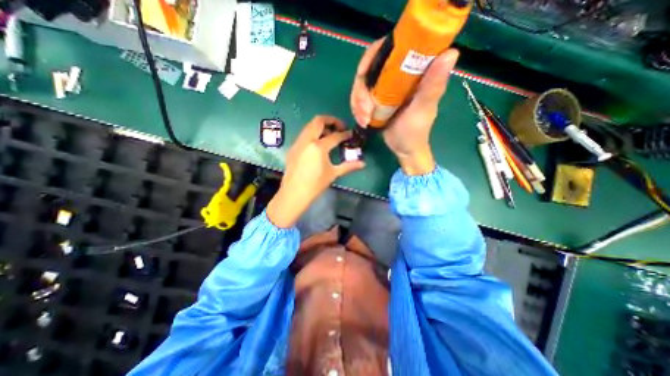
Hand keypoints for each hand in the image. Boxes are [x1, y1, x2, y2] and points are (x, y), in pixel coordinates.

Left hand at [266, 116, 363, 229]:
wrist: (294, 193)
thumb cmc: (315, 185)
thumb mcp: (333, 174)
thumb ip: (348, 166)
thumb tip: (363, 164)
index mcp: (319, 147)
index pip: (335, 135)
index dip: (345, 134)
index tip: (350, 135)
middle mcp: (307, 140)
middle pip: (319, 121)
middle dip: (331, 121)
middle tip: (339, 129)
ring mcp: (298, 143)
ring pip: (309, 126)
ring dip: (321, 126)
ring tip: (330, 136)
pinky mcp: (293, 148)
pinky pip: (304, 134)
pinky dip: (313, 133)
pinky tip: (318, 145)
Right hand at [352, 38, 461, 176]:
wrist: (404, 149)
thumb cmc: (415, 132)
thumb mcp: (423, 109)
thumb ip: (433, 85)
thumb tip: (451, 52)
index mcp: (412, 71)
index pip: (389, 49)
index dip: (372, 56)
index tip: (362, 74)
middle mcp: (396, 76)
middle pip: (369, 69)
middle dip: (361, 91)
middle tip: (364, 110)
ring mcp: (384, 89)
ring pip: (361, 85)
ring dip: (357, 103)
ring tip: (364, 120)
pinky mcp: (376, 100)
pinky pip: (359, 98)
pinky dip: (357, 109)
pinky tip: (362, 121)